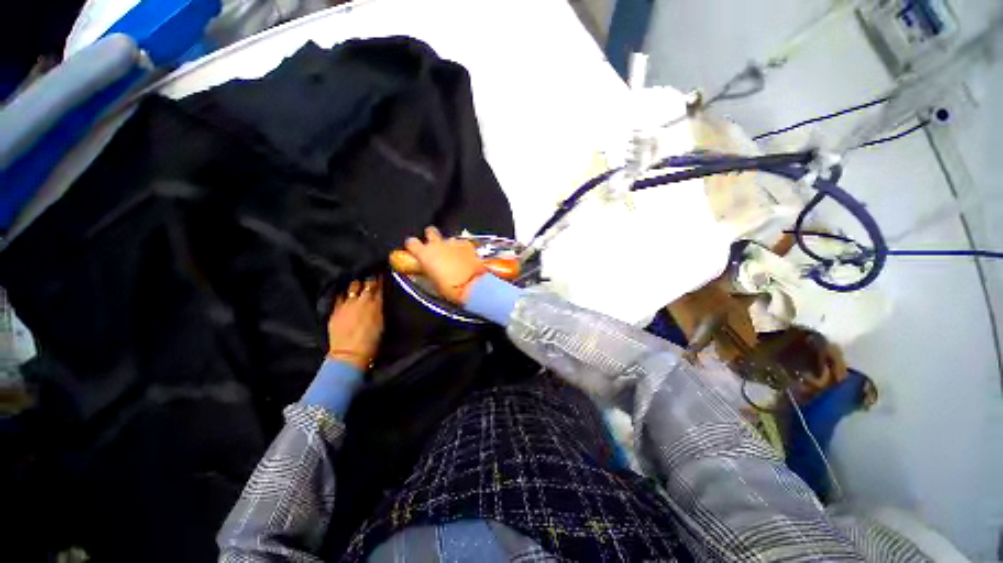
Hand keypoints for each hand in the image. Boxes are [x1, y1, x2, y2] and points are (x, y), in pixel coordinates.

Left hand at [326, 278, 383, 369]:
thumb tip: (378, 300)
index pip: (379, 286)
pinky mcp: (335, 310)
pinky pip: (338, 296)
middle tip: (370, 274)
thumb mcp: (382, 323)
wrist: (350, 354)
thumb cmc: (371, 342)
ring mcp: (347, 304)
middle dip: (369, 278)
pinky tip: (342, 289)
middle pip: (366, 284)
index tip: (381, 272)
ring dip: (356, 283)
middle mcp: (362, 301)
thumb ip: (379, 308)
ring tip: (357, 280)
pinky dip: (341, 291)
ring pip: (352, 286)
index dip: (380, 278)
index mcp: (376, 304)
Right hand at [402, 226, 486, 304]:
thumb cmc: (449, 288)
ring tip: (453, 257)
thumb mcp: (433, 282)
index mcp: (424, 254)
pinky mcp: (468, 245)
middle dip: (431, 237)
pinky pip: (462, 244)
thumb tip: (429, 269)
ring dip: (449, 246)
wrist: (472, 285)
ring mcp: (454, 243)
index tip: (415, 251)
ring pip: (448, 239)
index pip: (411, 242)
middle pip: (430, 231)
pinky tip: (465, 258)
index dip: (413, 246)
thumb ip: (429, 271)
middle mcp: (438, 244)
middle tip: (435, 247)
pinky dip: (462, 250)